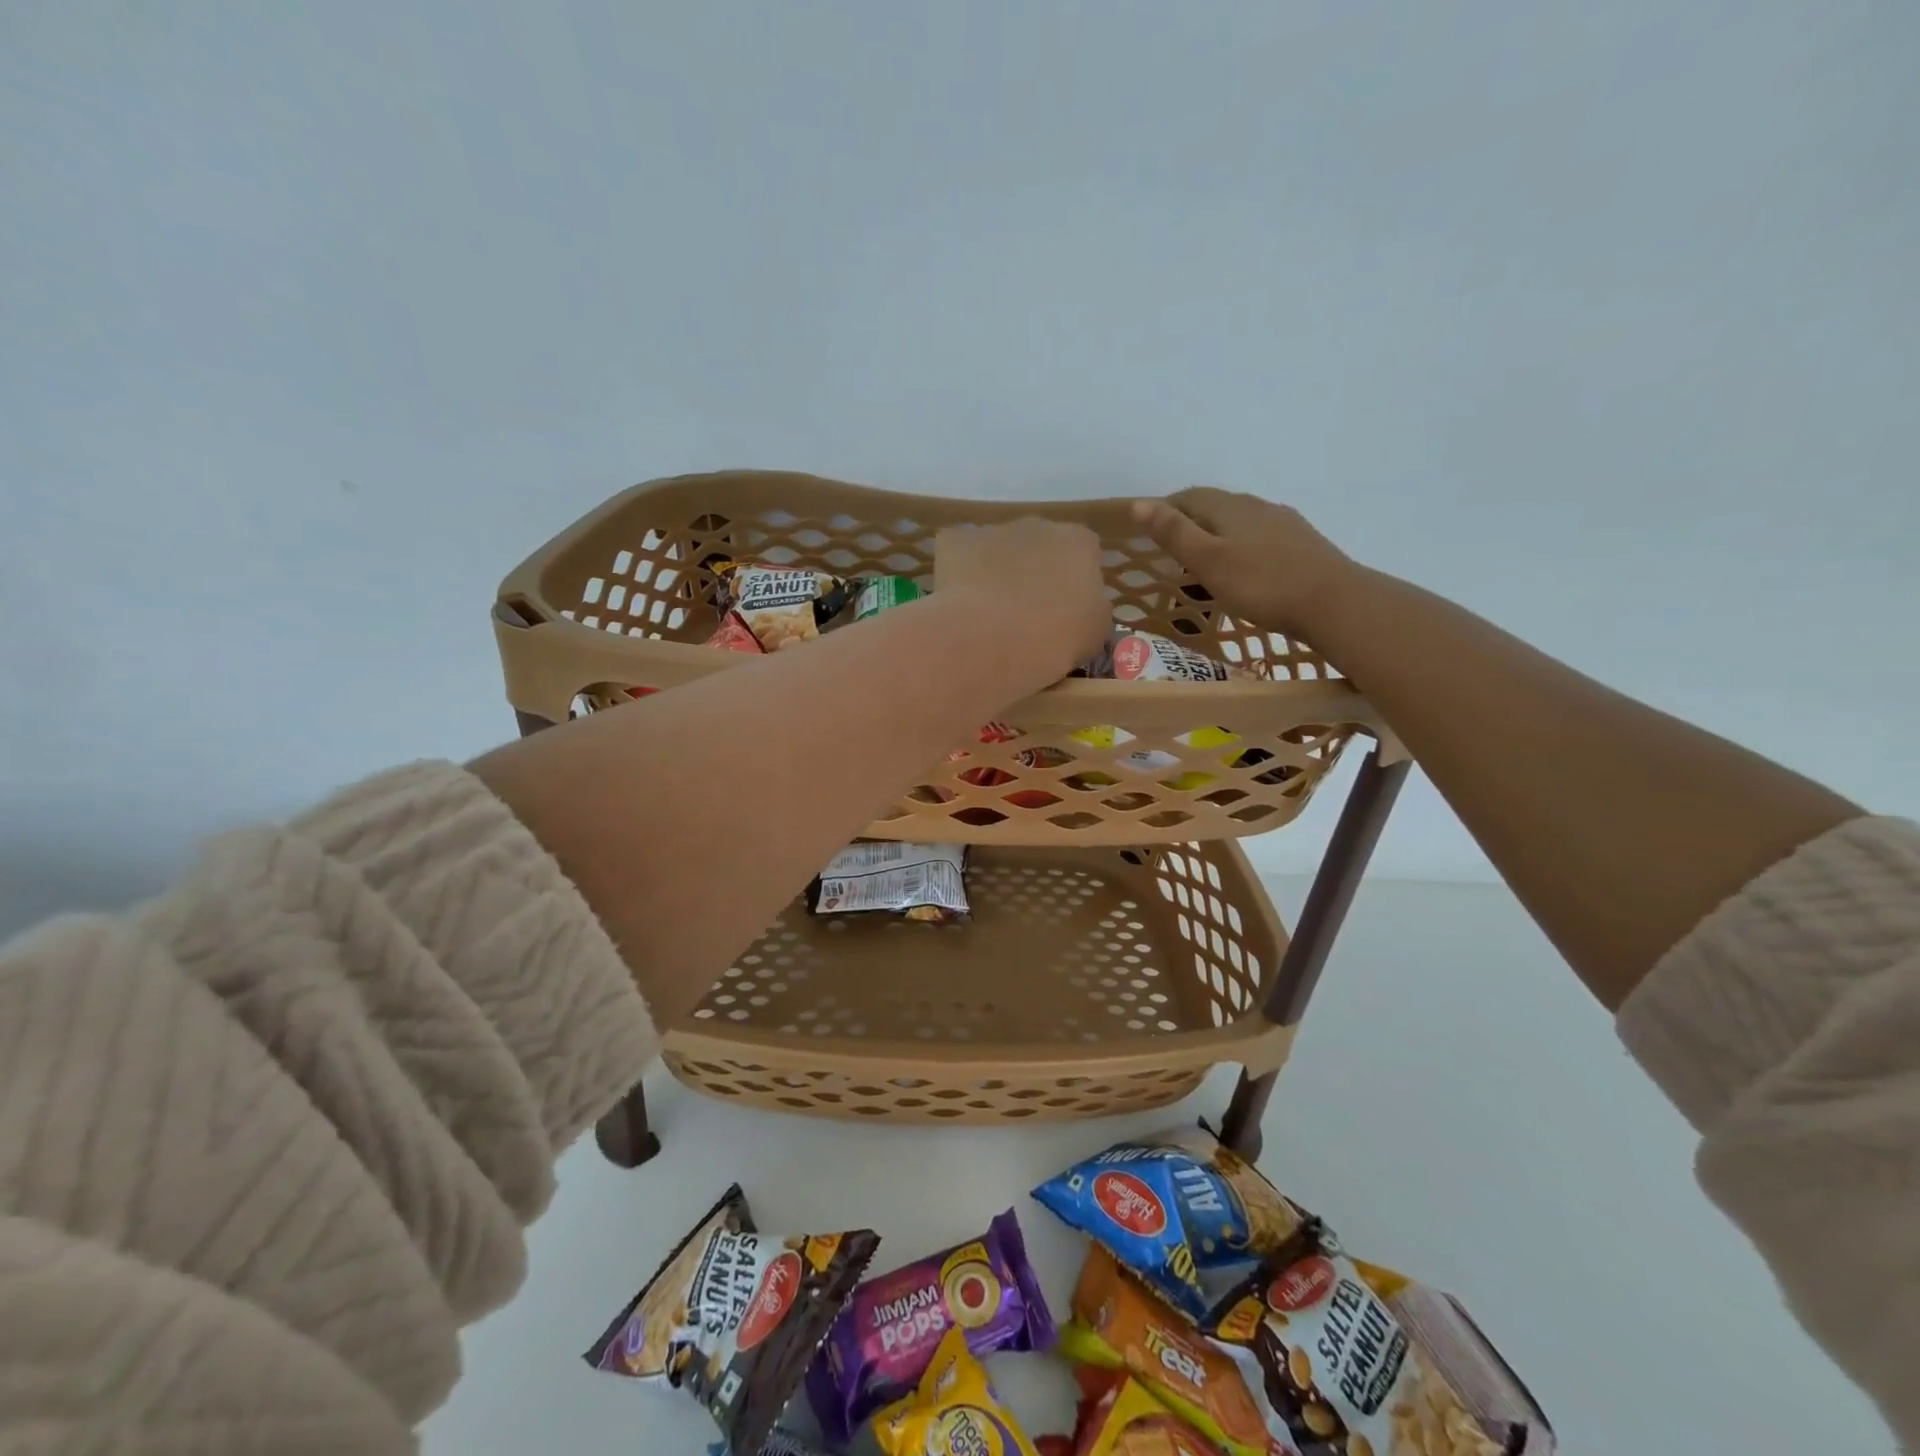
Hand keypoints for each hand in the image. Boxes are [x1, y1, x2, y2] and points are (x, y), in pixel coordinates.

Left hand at [935, 518, 1111, 676]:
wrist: (990, 640)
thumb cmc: (1053, 640)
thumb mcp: (1095, 634)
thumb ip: (1093, 610)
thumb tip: (1083, 607)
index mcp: (1079, 543)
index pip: (1083, 553)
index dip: (1073, 581)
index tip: (1064, 611)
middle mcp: (1038, 525)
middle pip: (1039, 546)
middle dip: (1034, 572)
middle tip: (1025, 613)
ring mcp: (993, 529)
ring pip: (997, 549)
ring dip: (996, 571)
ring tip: (988, 614)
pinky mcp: (954, 540)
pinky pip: (959, 554)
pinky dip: (959, 573)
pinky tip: (959, 603)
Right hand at [1132, 488, 1353, 637]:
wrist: (1334, 603)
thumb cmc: (1262, 584)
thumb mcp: (1208, 561)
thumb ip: (1174, 533)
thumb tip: (1139, 504)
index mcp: (1230, 507)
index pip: (1190, 497)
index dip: (1165, 508)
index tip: (1147, 528)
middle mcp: (1258, 506)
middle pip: (1216, 507)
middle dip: (1191, 521)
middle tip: (1170, 549)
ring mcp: (1284, 524)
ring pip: (1240, 522)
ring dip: (1218, 535)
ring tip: (1204, 562)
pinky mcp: (1302, 545)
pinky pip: (1261, 538)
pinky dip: (1242, 548)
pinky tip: (1245, 570)